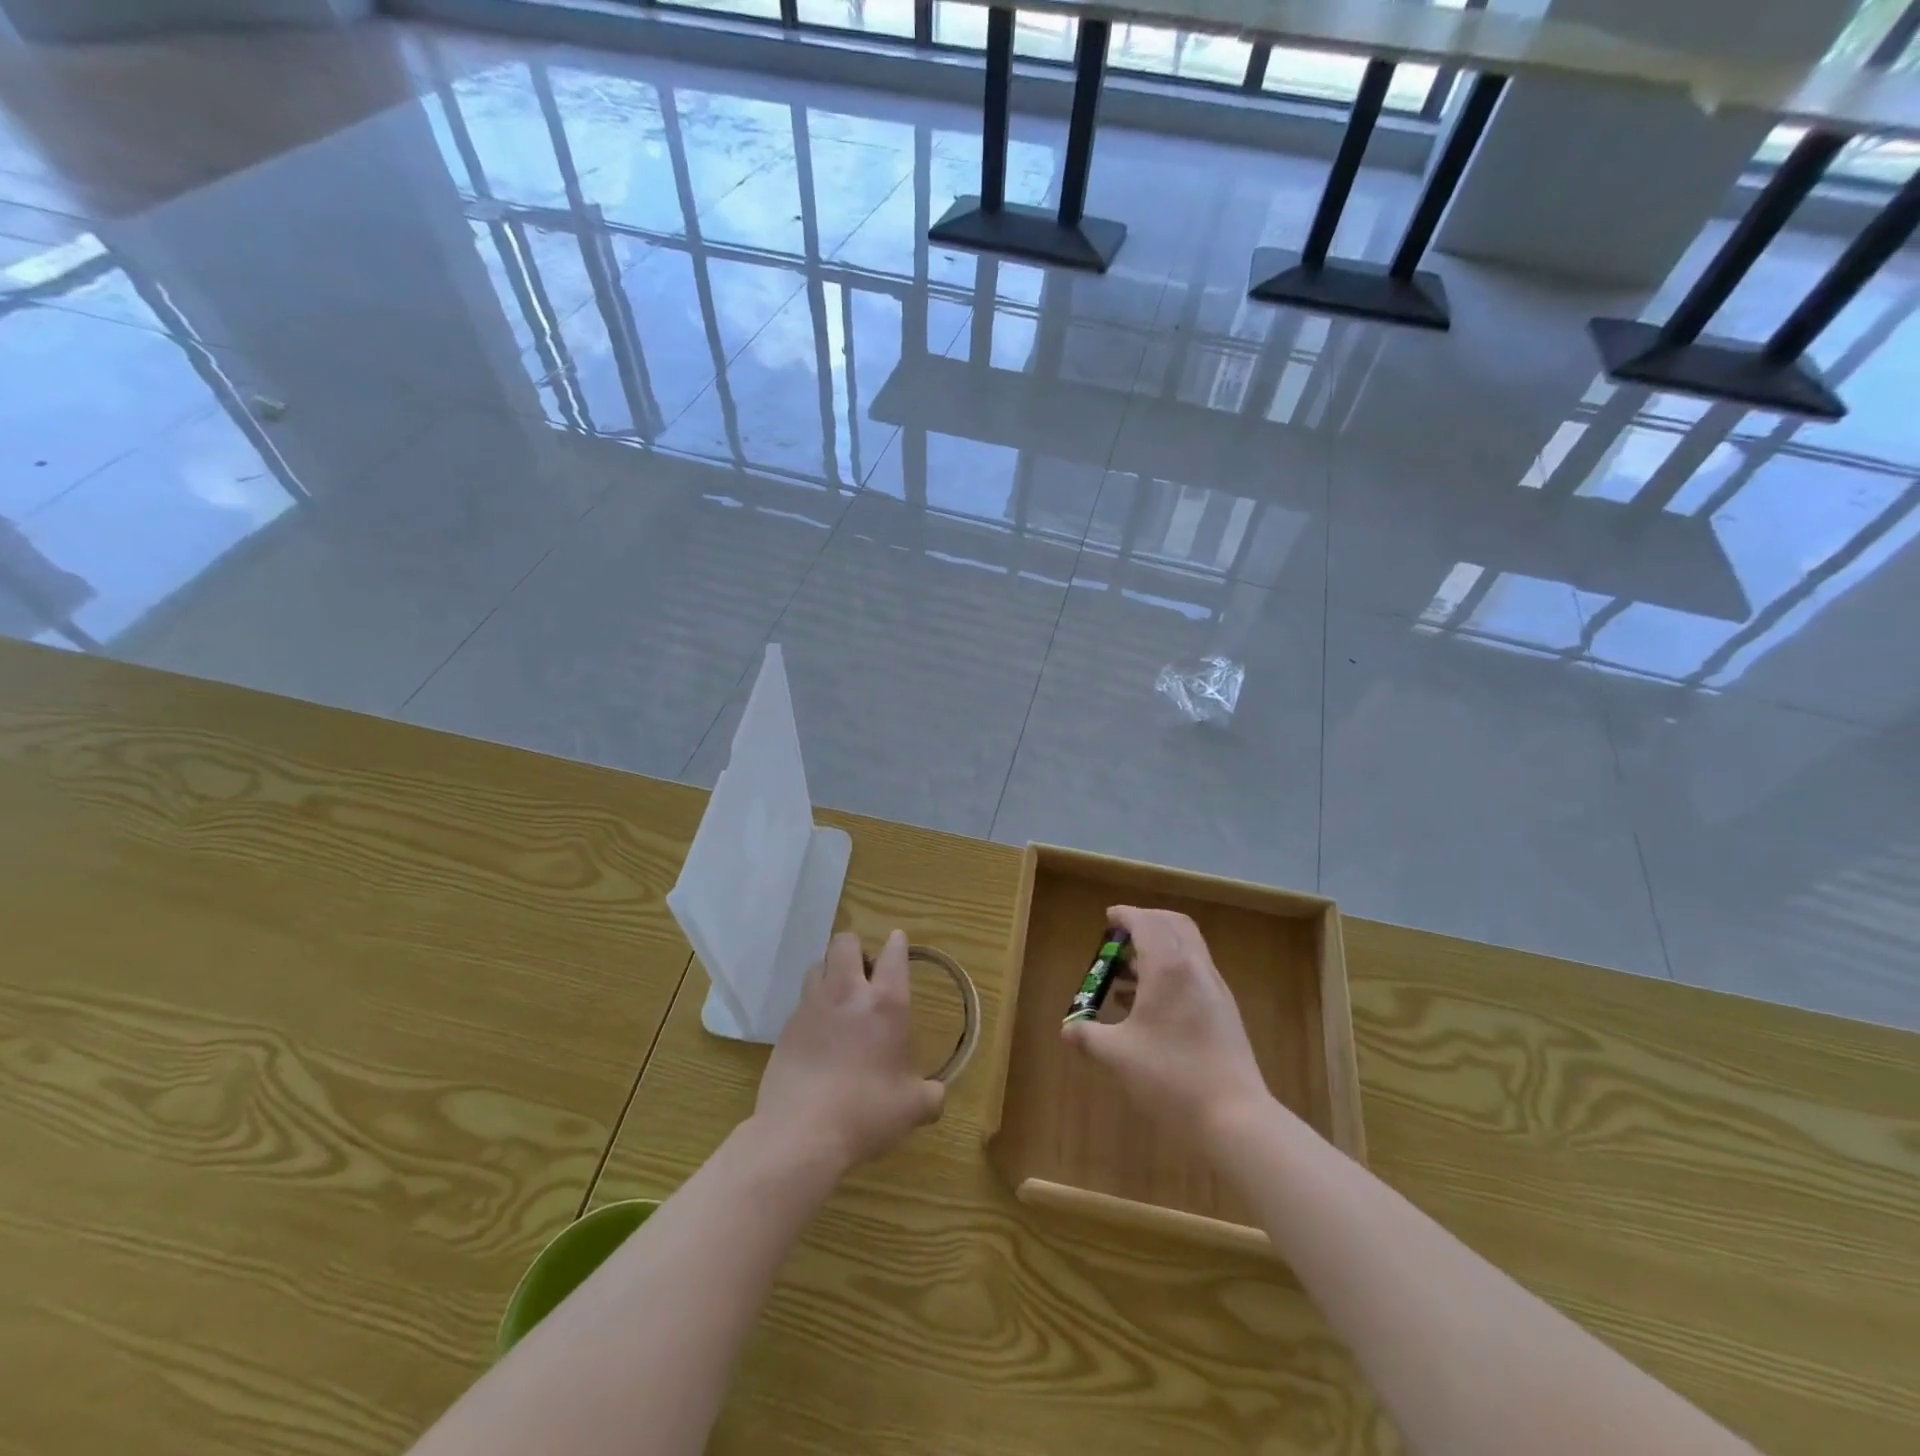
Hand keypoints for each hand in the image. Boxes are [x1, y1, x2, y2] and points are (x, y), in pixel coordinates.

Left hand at [753, 930, 944, 1174]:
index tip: (897, 941)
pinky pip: (802, 1001)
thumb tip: (937, 1094)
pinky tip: (818, 1034)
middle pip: (845, 942)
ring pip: (817, 964)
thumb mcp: (913, 1108)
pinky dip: (812, 1007)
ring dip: (829, 972)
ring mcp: (812, 1006)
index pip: (893, 954)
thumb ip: (930, 1095)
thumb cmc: (866, 1113)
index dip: (897, 944)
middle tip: (864, 973)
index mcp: (886, 1003)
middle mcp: (848, 993)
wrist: (801, 1134)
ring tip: (838, 998)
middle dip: (855, 949)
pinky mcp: (786, 1027)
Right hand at [1061, 905, 1271, 1148]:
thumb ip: (1089, 1036)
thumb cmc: (1170, 1077)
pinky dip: (1171, 972)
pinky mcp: (1224, 1011)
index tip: (1108, 918)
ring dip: (1158, 949)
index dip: (1126, 915)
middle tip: (1121, 938)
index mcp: (1168, 967)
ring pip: (1187, 949)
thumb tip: (1067, 1029)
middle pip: (1173, 925)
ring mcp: (1214, 989)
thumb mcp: (1118, 1056)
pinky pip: (1194, 973)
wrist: (1235, 1117)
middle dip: (1146, 923)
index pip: (1146, 923)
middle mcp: (1194, 968)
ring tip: (1126, 976)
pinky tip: (1150, 1006)